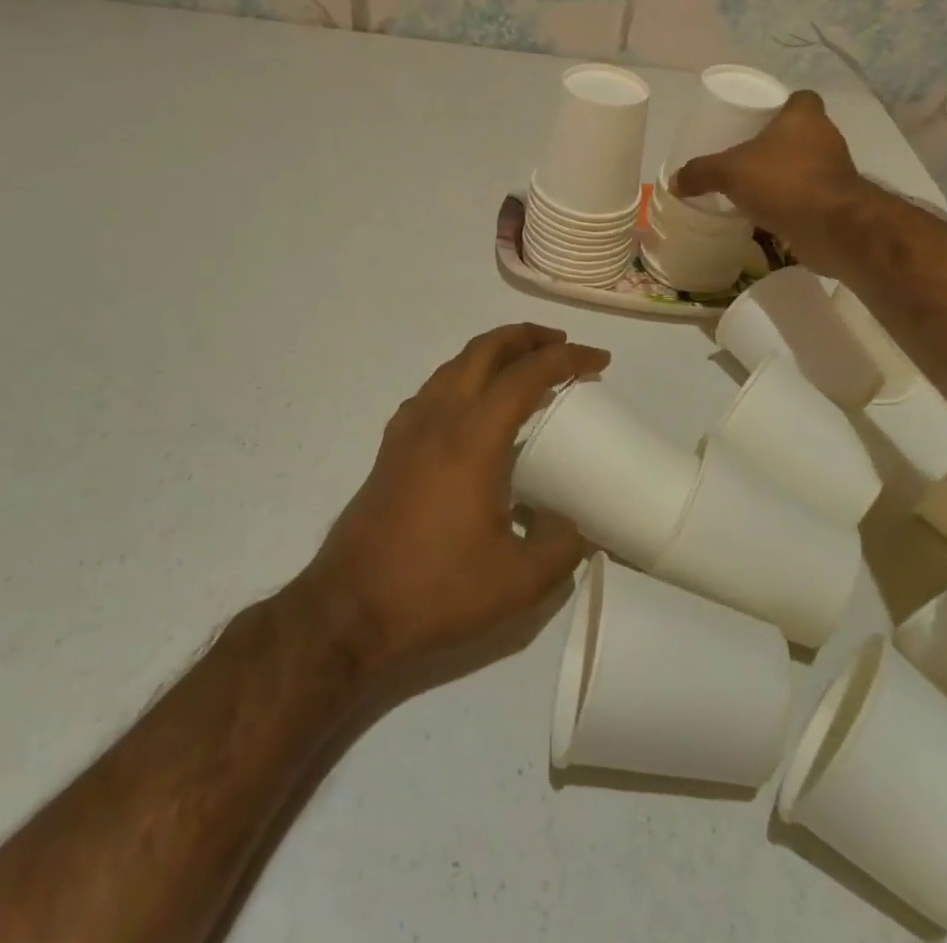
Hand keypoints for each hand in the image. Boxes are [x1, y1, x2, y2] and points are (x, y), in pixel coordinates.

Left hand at [306, 324, 608, 674]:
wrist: (347, 609)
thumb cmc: (434, 589)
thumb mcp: (517, 582)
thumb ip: (561, 548)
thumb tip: (578, 527)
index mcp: (473, 439)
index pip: (526, 375)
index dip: (566, 359)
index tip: (599, 360)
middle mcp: (439, 418)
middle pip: (485, 350)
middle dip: (527, 336)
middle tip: (561, 345)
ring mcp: (409, 429)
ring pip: (454, 364)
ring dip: (493, 352)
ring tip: (522, 366)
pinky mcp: (391, 446)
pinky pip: (433, 388)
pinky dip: (463, 376)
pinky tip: (473, 406)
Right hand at [672, 91, 866, 274]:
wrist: (832, 227)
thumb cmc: (783, 182)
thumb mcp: (729, 172)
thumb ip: (701, 173)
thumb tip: (675, 181)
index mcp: (805, 117)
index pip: (800, 98)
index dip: (782, 106)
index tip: (759, 120)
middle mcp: (826, 138)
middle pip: (802, 133)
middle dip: (778, 144)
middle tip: (748, 156)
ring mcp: (836, 171)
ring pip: (807, 165)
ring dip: (786, 174)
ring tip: (755, 186)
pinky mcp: (838, 202)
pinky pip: (810, 195)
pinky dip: (793, 202)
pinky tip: (769, 213)